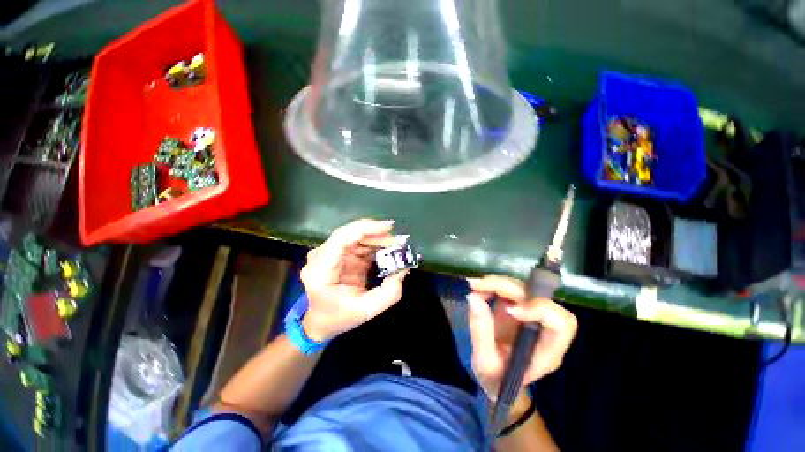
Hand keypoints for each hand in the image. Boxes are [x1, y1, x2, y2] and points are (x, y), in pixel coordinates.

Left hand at [299, 219, 408, 341]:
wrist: (320, 323)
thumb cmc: (339, 318)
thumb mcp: (367, 310)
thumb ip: (389, 293)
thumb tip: (403, 269)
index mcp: (320, 270)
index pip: (341, 238)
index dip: (366, 228)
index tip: (388, 228)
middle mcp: (320, 256)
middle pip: (350, 234)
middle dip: (377, 235)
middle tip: (398, 242)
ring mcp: (328, 253)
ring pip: (355, 236)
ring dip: (377, 239)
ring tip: (396, 247)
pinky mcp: (338, 254)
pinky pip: (357, 243)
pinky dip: (373, 245)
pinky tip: (386, 250)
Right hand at [467, 275, 576, 398]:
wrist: (497, 380)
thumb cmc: (496, 379)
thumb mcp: (485, 364)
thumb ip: (481, 331)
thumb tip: (473, 297)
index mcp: (547, 350)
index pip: (561, 323)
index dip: (539, 309)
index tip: (509, 310)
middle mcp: (544, 328)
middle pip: (537, 297)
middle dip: (507, 287)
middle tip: (478, 286)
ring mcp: (531, 314)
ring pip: (523, 288)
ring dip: (497, 283)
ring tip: (474, 286)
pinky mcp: (518, 306)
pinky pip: (510, 289)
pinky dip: (493, 285)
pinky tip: (479, 289)